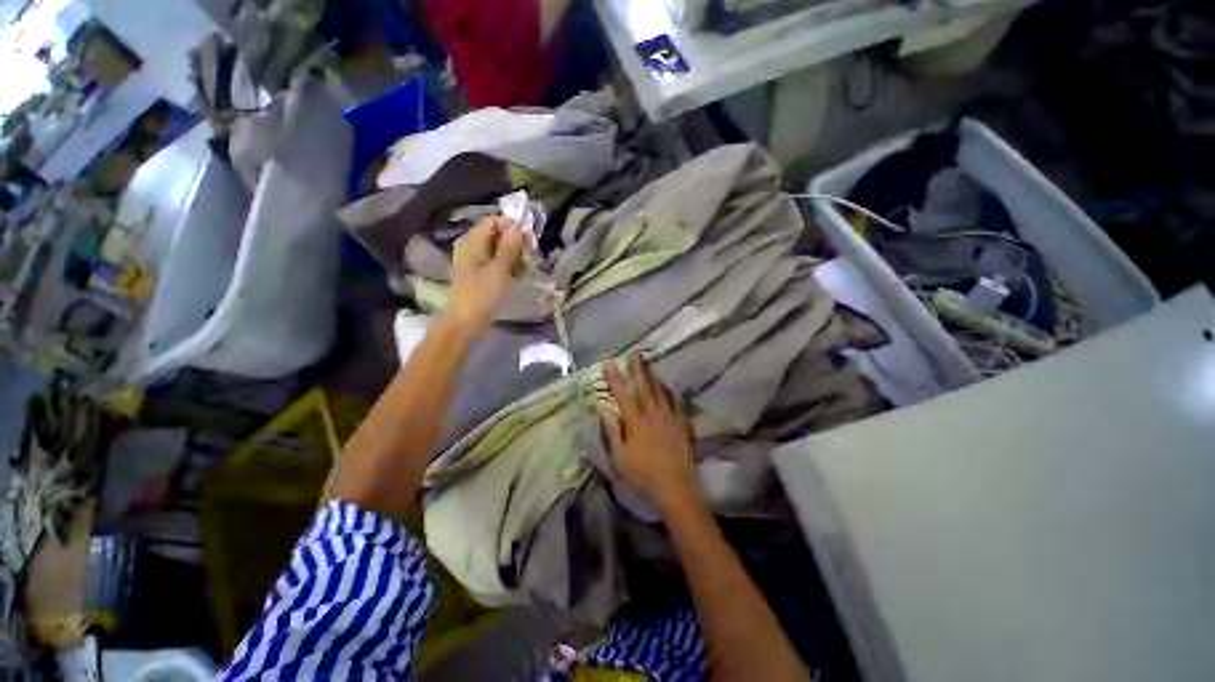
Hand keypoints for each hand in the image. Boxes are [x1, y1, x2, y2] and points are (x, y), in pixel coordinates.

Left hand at [447, 217, 524, 331]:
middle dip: (514, 242)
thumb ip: (509, 247)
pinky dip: (506, 265)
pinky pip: (495, 262)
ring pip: (497, 249)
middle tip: (528, 256)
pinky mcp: (479, 274)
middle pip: (496, 234)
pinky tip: (516, 275)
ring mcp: (474, 261)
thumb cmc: (482, 294)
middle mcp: (472, 247)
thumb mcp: (499, 269)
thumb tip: (518, 227)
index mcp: (473, 242)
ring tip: (524, 267)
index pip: (493, 221)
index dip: (511, 227)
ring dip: (513, 255)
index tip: (527, 240)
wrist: (465, 322)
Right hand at [599, 355, 700, 512]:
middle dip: (638, 369)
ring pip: (661, 390)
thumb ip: (611, 430)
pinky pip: (675, 401)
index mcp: (636, 421)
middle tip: (636, 354)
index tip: (609, 364)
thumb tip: (602, 407)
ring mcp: (670, 416)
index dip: (615, 378)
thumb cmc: (643, 474)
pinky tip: (668, 387)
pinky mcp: (682, 423)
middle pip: (645, 386)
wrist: (676, 486)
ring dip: (654, 376)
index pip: (622, 394)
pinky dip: (669, 391)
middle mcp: (653, 413)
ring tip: (649, 364)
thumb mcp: (619, 456)